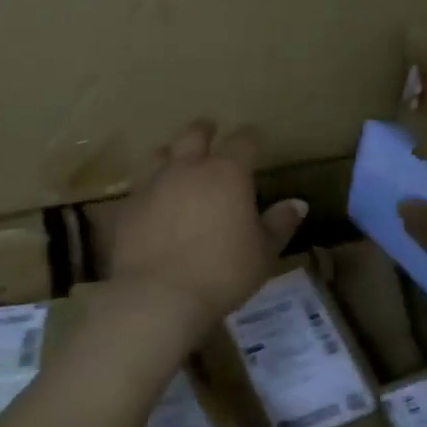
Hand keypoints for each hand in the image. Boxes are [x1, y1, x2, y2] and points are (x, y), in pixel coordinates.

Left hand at [106, 121, 307, 328]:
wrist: (159, 296)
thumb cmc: (222, 272)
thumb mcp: (263, 253)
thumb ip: (279, 224)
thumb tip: (298, 203)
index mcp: (228, 173)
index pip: (244, 140)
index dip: (252, 138)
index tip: (256, 139)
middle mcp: (188, 168)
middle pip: (194, 134)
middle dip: (206, 130)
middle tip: (211, 130)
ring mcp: (154, 184)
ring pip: (161, 153)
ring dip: (172, 153)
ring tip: (177, 160)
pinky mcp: (128, 207)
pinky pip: (140, 186)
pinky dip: (151, 186)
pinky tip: (154, 200)